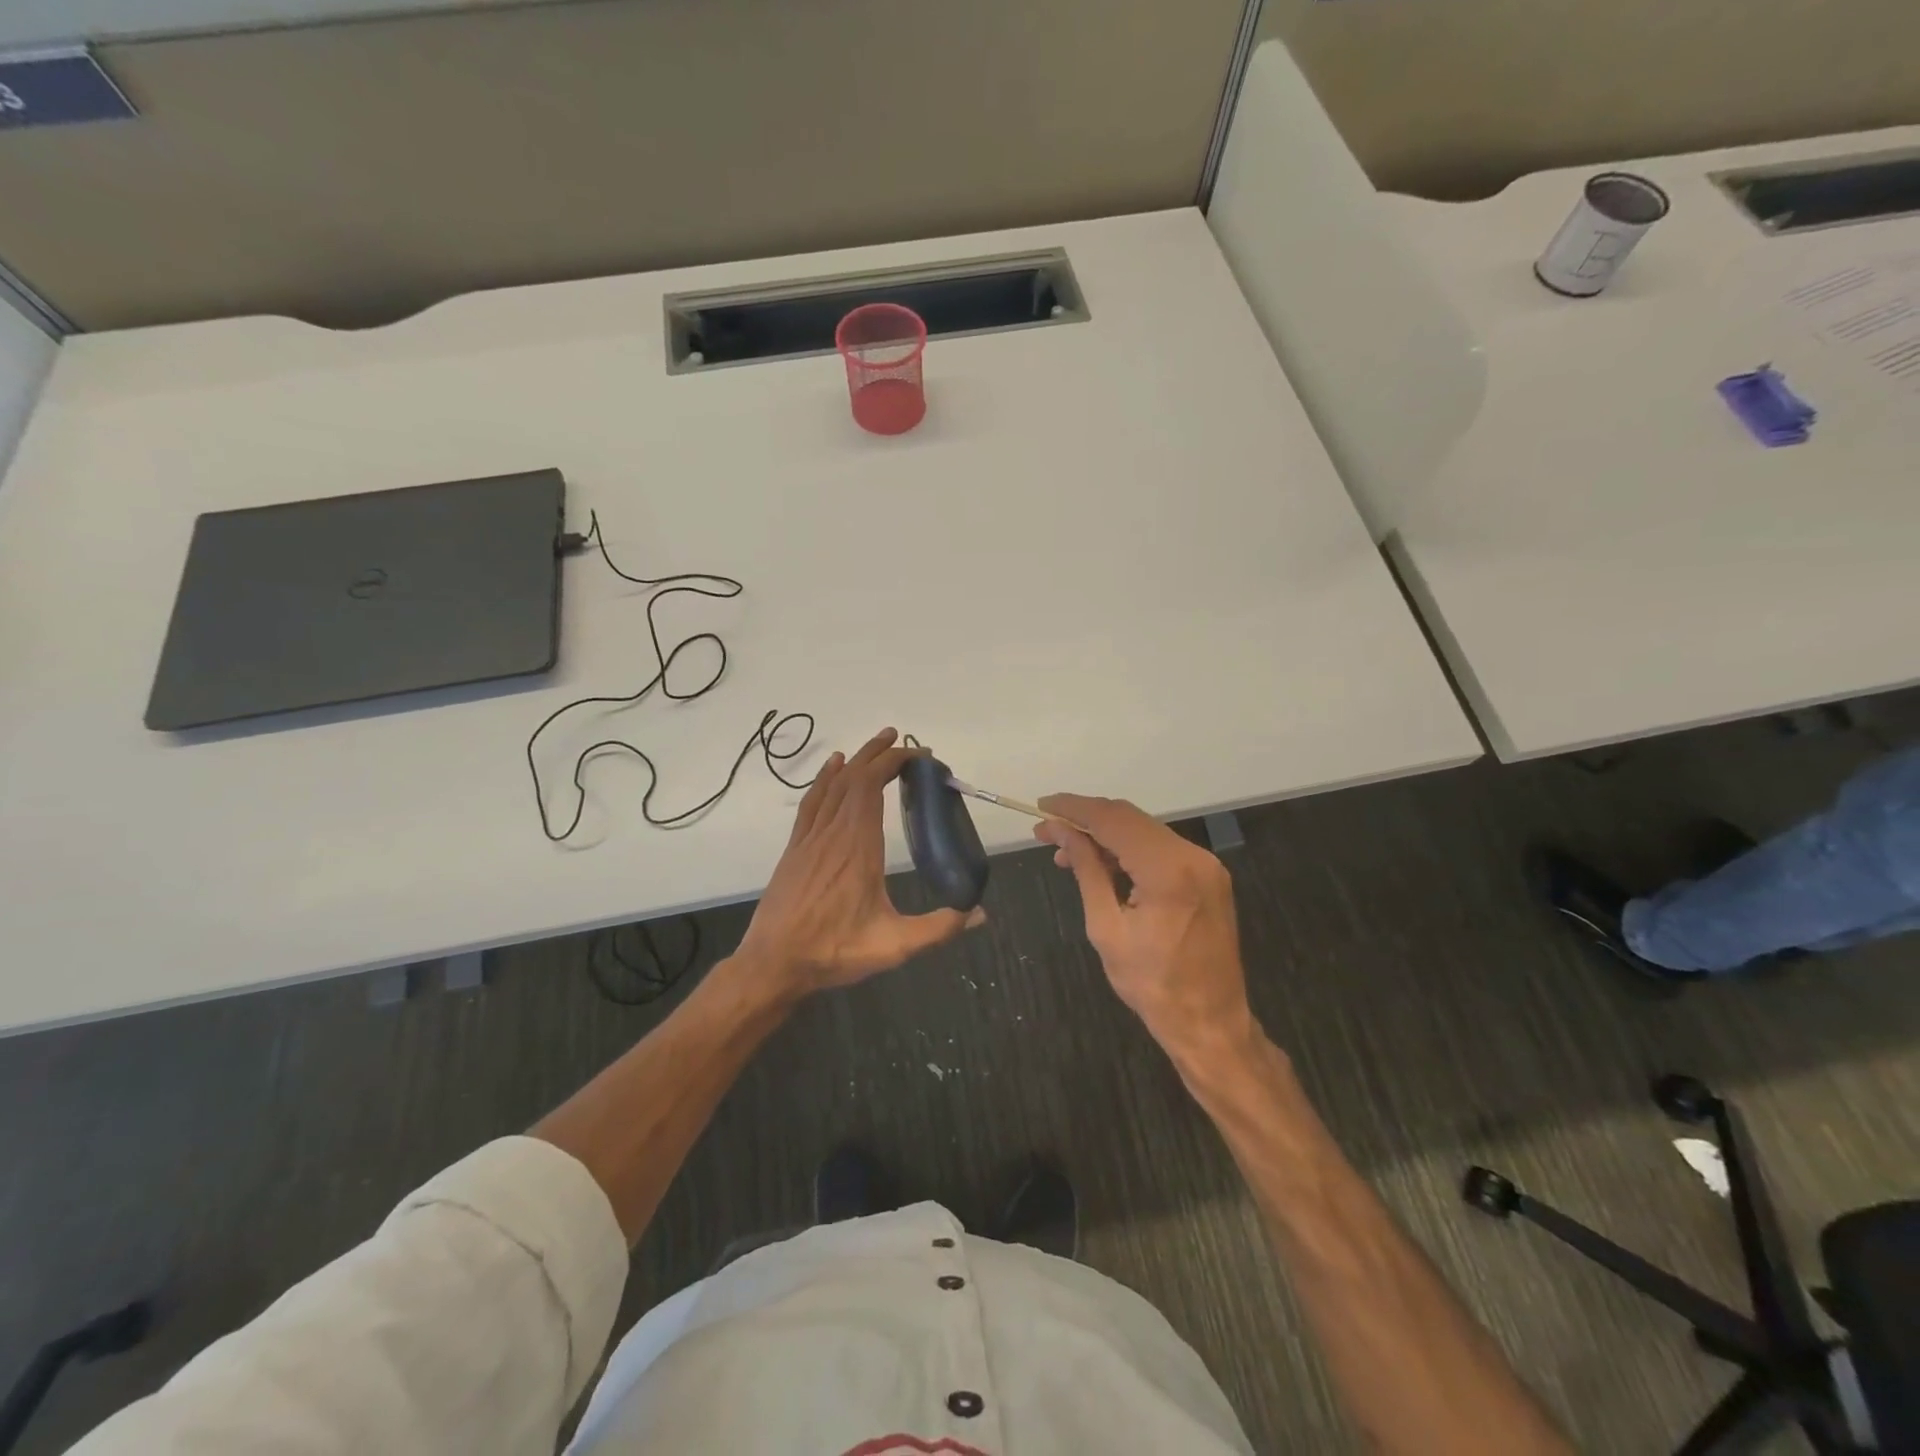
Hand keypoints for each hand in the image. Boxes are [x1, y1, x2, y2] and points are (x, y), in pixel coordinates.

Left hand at [738, 727, 984, 995]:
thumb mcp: (894, 945)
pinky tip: (833, 768)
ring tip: (876, 744)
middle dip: (879, 754)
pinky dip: (825, 779)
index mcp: (858, 846)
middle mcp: (834, 832)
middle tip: (902, 740)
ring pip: (832, 785)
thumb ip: (940, 928)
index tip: (919, 756)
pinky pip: (812, 802)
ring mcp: (810, 838)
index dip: (894, 763)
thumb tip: (980, 913)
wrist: (773, 964)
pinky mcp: (795, 848)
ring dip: (855, 761)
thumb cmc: (834, 951)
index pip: (873, 786)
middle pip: (854, 778)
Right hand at [1035, 794, 1254, 1065]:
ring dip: (1105, 836)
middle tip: (1047, 832)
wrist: (1211, 1023)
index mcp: (1168, 870)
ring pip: (1145, 832)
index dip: (1074, 809)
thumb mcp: (1106, 928)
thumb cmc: (1152, 984)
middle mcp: (1193, 856)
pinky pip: (1160, 850)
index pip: (1113, 820)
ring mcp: (1206, 865)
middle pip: (1130, 819)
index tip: (1042, 806)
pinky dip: (1128, 850)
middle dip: (1086, 820)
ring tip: (1066, 852)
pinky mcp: (1209, 876)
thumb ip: (1086, 870)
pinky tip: (1102, 864)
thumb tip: (1060, 831)